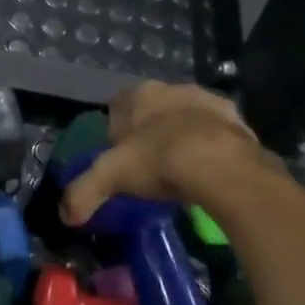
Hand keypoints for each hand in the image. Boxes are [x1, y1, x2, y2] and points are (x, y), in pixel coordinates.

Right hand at [61, 81, 284, 226]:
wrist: (221, 166)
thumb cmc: (158, 161)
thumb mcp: (111, 177)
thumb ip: (83, 192)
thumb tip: (65, 215)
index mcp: (140, 94)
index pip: (119, 107)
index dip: (118, 132)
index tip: (122, 158)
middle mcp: (173, 88)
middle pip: (155, 110)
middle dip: (152, 132)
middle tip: (152, 167)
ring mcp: (208, 101)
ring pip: (188, 118)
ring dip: (184, 137)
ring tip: (183, 172)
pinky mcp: (239, 120)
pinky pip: (219, 134)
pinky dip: (213, 148)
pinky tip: (211, 173)